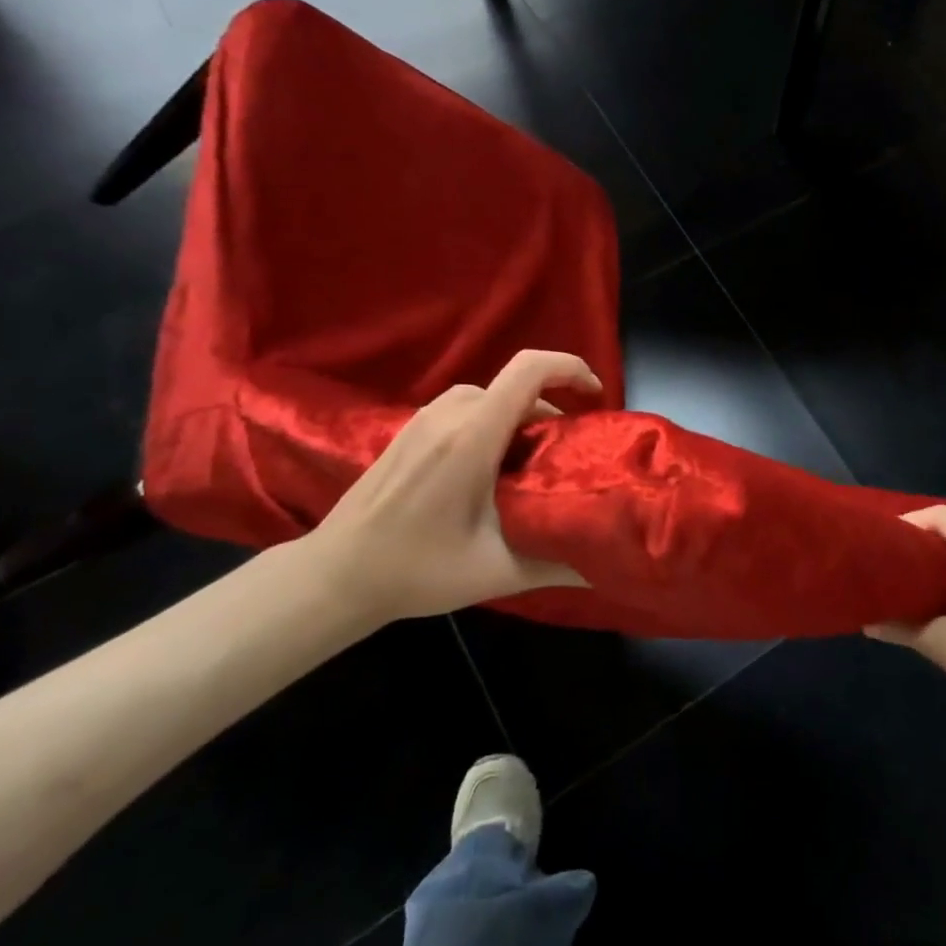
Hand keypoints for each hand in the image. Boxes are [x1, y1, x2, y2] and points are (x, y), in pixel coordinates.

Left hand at [297, 350, 600, 623]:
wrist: (335, 576)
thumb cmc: (417, 569)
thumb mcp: (497, 572)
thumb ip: (559, 562)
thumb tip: (610, 561)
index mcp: (473, 435)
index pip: (530, 369)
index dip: (571, 369)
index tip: (595, 398)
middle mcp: (449, 413)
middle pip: (516, 386)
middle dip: (552, 411)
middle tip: (568, 456)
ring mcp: (424, 418)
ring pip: (491, 396)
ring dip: (522, 418)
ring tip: (533, 464)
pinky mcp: (410, 430)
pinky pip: (467, 408)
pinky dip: (494, 423)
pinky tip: (491, 470)